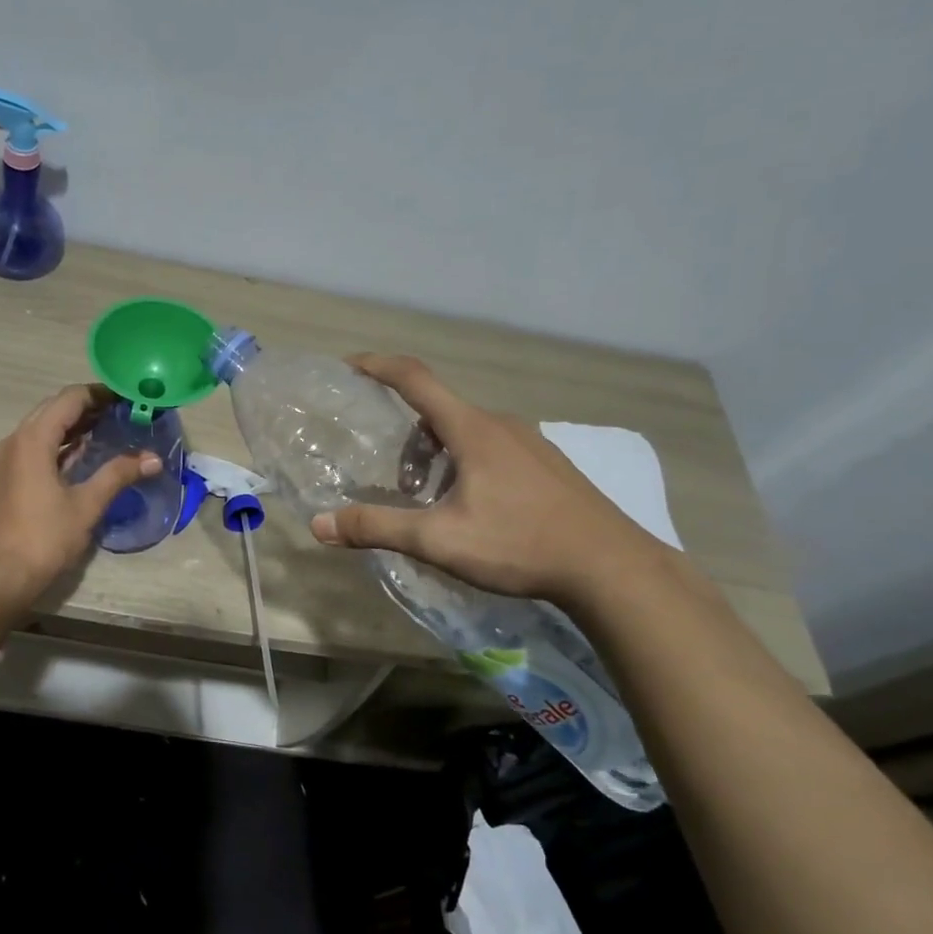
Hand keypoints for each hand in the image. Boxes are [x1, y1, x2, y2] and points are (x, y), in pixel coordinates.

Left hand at [0, 384, 161, 606]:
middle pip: (53, 409)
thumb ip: (118, 475)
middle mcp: (14, 441)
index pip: (69, 399)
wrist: (0, 576)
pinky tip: (82, 455)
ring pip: (42, 428)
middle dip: (87, 407)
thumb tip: (153, 459)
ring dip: (72, 425)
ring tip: (108, 428)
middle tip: (122, 412)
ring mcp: (7, 460)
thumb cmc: (44, 537)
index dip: (99, 394)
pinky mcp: (6, 478)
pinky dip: (59, 444)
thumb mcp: (86, 505)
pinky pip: (34, 447)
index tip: (127, 397)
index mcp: (32, 439)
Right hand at [308, 355, 667, 606]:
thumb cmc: (519, 544)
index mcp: (472, 430)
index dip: (378, 366)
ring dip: (438, 456)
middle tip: (399, 485)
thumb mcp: (439, 540)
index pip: (415, 379)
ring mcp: (532, 443)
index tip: (349, 365)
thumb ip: (378, 528)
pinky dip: (468, 464)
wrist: (612, 568)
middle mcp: (502, 425)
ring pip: (468, 433)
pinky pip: (495, 448)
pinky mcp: (550, 465)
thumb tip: (319, 524)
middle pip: (439, 412)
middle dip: (408, 440)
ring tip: (436, 503)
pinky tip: (477, 510)